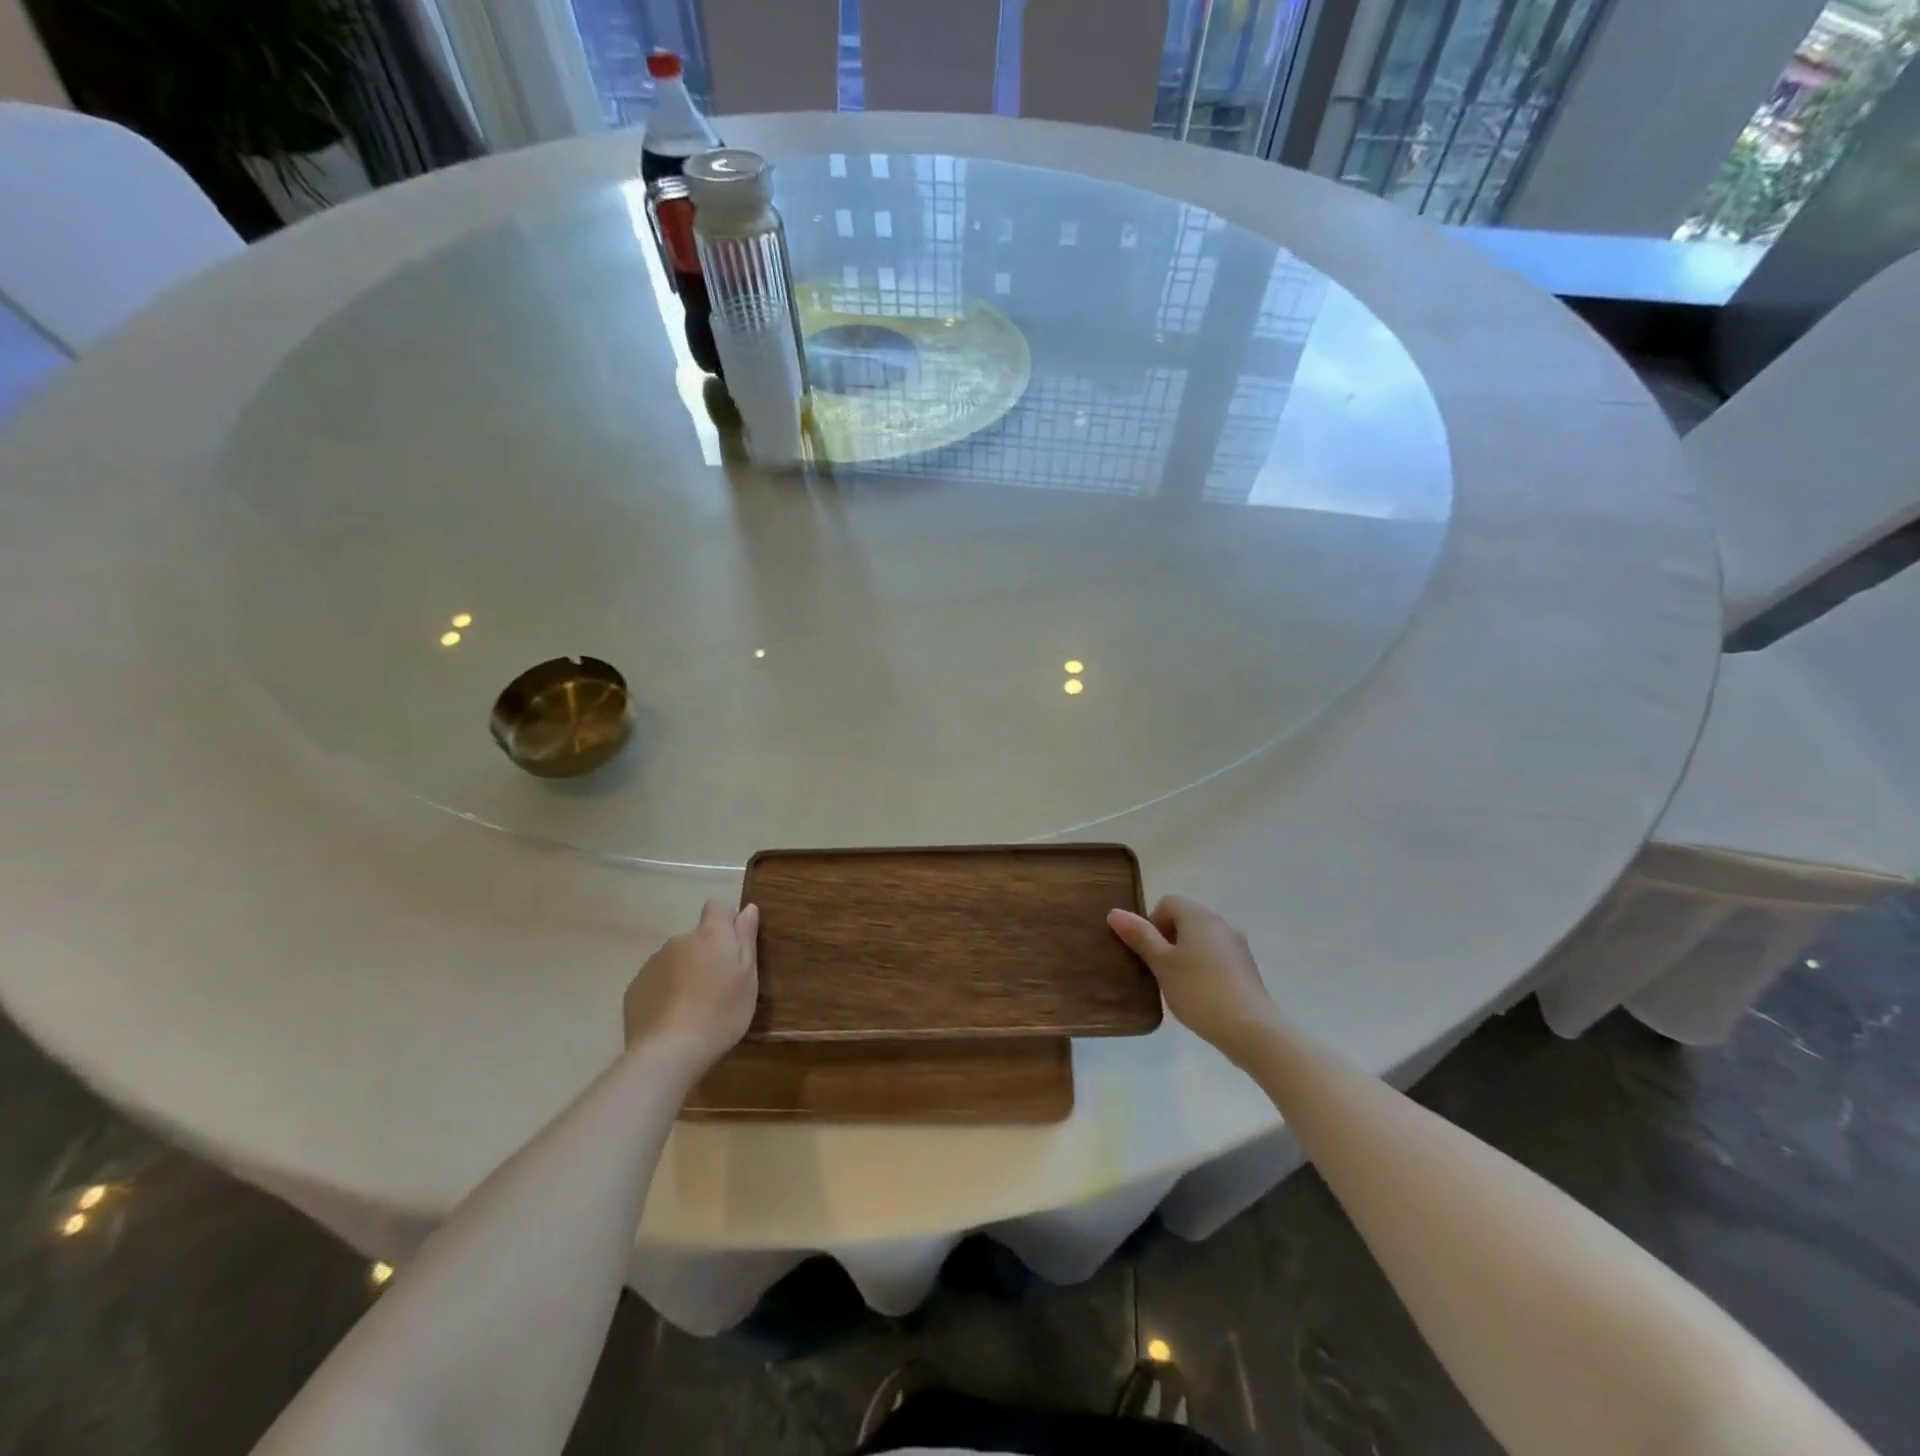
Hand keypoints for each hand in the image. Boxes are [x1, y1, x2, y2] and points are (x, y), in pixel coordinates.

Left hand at [623, 900, 759, 1068]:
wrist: (668, 1052)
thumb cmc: (720, 1013)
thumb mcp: (748, 978)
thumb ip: (746, 939)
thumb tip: (748, 908)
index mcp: (710, 935)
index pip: (717, 905)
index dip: (726, 920)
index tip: (733, 946)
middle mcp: (679, 940)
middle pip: (696, 937)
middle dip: (705, 954)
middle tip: (717, 988)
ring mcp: (653, 963)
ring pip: (675, 960)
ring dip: (684, 973)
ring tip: (693, 1008)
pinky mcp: (635, 987)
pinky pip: (656, 981)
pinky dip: (665, 992)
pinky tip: (672, 1019)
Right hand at [1109, 896, 1279, 1064]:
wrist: (1251, 1029)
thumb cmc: (1199, 991)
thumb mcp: (1162, 964)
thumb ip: (1140, 937)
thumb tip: (1115, 912)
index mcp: (1198, 916)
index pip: (1167, 903)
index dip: (1151, 923)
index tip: (1148, 952)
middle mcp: (1220, 924)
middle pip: (1185, 920)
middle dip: (1167, 940)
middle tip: (1158, 970)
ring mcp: (1237, 946)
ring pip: (1201, 940)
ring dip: (1185, 955)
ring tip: (1178, 986)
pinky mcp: (1247, 968)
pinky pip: (1217, 958)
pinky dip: (1204, 969)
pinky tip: (1200, 996)